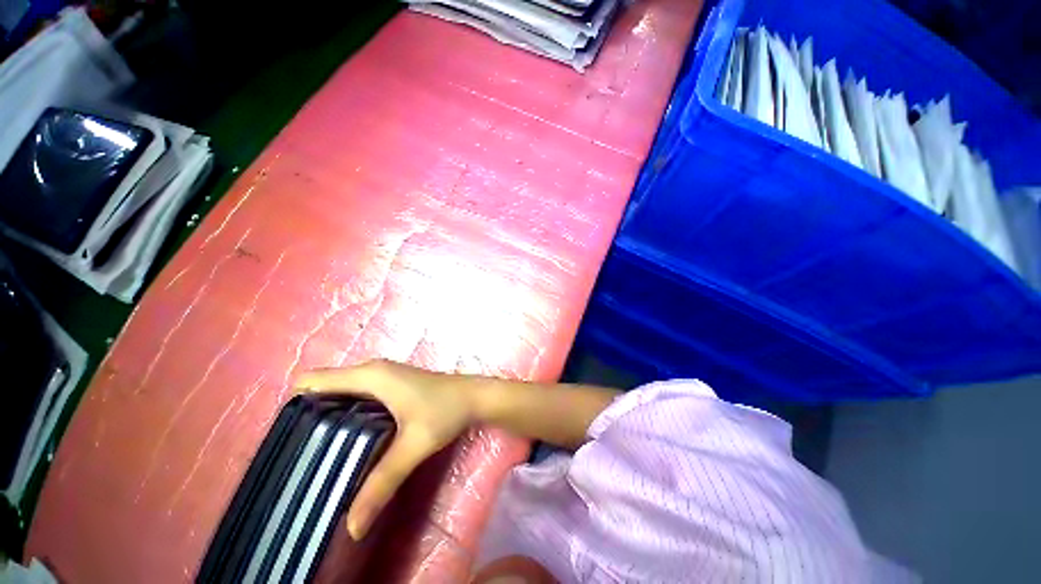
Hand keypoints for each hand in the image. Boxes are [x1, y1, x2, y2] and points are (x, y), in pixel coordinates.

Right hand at [294, 360, 475, 540]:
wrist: (475, 397)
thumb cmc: (446, 411)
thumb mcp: (413, 446)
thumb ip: (381, 483)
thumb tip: (351, 527)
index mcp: (370, 376)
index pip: (313, 381)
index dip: (295, 406)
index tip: (286, 440)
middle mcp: (372, 370)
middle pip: (324, 387)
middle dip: (309, 416)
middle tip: (300, 455)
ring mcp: (383, 375)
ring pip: (341, 391)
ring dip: (328, 415)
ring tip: (318, 452)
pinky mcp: (392, 384)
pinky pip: (357, 395)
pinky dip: (347, 412)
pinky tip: (348, 440)